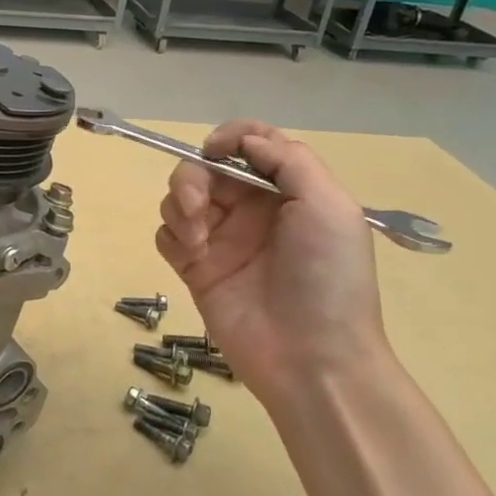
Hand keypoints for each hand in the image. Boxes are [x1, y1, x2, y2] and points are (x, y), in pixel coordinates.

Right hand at [156, 120, 386, 406]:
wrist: (311, 357)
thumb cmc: (328, 278)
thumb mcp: (329, 207)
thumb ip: (289, 161)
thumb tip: (245, 141)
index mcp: (287, 191)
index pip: (251, 144)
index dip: (229, 137)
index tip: (214, 150)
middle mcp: (251, 209)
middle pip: (205, 168)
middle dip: (193, 177)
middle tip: (197, 205)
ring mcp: (220, 239)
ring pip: (179, 197)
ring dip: (180, 206)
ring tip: (198, 239)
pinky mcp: (195, 268)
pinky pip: (167, 234)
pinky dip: (173, 236)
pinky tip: (192, 256)